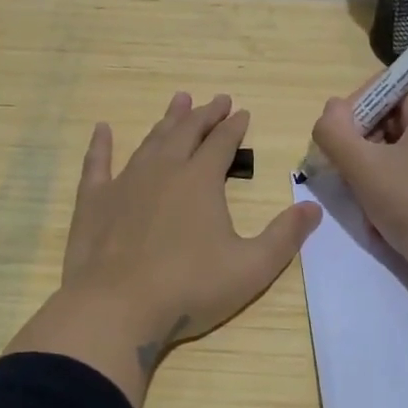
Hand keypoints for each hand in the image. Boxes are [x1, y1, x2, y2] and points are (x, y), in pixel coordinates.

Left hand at [59, 91, 320, 377]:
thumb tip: (313, 208)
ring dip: (167, 121)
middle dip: (204, 114)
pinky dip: (100, 144)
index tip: (242, 112)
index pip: (222, 143)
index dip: (234, 126)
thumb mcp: (250, 268)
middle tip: (216, 100)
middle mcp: (163, 170)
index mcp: (200, 181)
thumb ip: (284, 237)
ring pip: (150, 141)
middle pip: (187, 132)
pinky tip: (102, 129)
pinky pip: (97, 163)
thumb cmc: (189, 288)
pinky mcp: (93, 201)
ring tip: (178, 101)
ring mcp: (125, 182)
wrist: (116, 307)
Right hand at [310, 79, 407, 304]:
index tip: (340, 143)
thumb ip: (336, 132)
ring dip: (376, 169)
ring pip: (402, 145)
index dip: (356, 108)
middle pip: (393, 115)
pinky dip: (398, 183)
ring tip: (367, 203)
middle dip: (364, 144)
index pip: (386, 84)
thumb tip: (330, 111)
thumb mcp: (364, 169)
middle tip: (349, 176)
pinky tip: (387, 216)